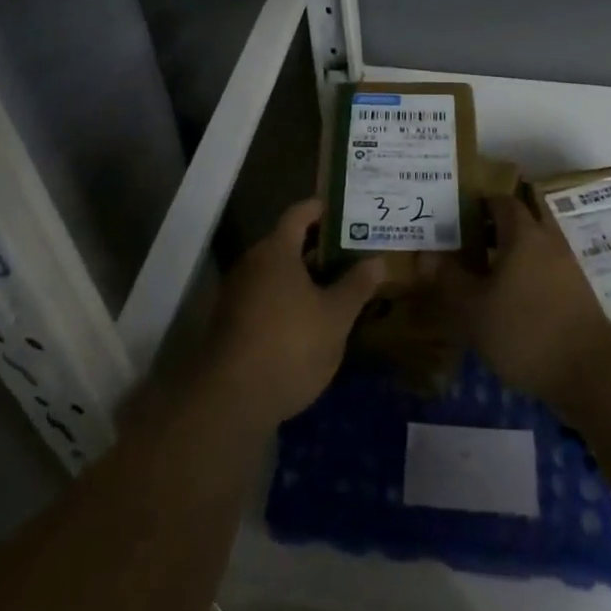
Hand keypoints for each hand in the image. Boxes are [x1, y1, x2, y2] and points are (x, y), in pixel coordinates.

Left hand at [204, 200, 386, 427]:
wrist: (232, 401)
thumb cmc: (290, 345)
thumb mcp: (335, 316)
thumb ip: (356, 285)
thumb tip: (377, 260)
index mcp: (276, 250)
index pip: (300, 213)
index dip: (323, 209)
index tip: (348, 211)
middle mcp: (252, 263)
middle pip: (288, 242)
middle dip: (320, 246)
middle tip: (354, 250)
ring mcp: (238, 293)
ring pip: (277, 271)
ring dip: (305, 274)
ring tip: (339, 283)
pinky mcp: (233, 322)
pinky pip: (267, 295)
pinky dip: (290, 296)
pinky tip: (312, 317)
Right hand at [444, 196, 610, 407]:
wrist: (590, 371)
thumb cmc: (525, 330)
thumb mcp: (474, 309)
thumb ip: (449, 279)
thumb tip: (426, 254)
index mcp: (523, 234)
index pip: (501, 201)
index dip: (479, 203)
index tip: (455, 214)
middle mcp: (548, 240)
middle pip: (520, 220)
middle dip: (494, 227)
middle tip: (464, 241)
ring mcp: (567, 266)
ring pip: (534, 246)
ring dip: (510, 252)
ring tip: (481, 273)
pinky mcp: (577, 293)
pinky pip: (545, 269)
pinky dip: (526, 274)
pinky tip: (508, 299)